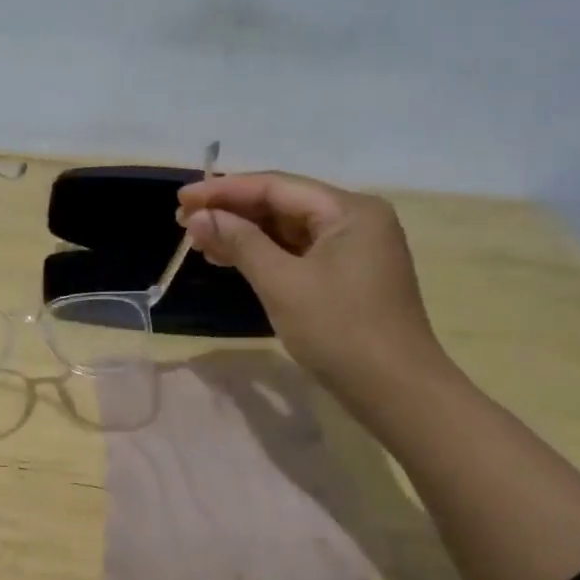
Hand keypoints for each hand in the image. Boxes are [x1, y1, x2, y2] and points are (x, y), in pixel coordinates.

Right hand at [177, 172, 443, 395]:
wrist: (397, 393)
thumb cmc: (340, 330)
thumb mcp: (282, 283)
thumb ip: (240, 242)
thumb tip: (199, 217)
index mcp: (349, 210)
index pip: (275, 186)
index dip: (224, 191)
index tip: (181, 199)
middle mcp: (355, 219)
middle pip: (282, 203)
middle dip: (231, 212)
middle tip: (183, 223)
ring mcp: (354, 248)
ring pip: (287, 229)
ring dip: (243, 233)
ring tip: (199, 242)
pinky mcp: (348, 274)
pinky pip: (297, 251)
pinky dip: (263, 254)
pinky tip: (229, 259)